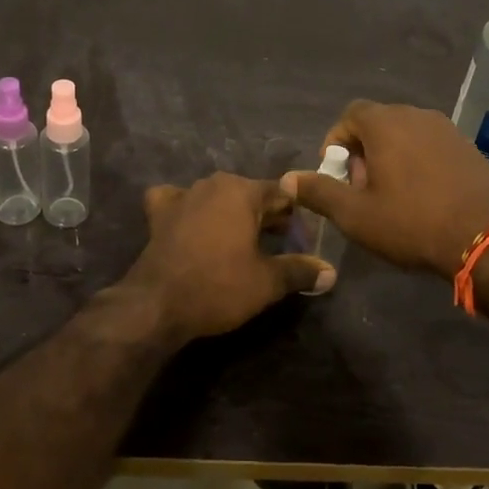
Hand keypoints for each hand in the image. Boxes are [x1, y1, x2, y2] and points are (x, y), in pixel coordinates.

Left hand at [122, 173, 334, 342]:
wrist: (157, 304)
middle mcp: (212, 184)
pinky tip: (190, 224)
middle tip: (279, 246)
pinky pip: (178, 202)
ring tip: (241, 243)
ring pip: (217, 198)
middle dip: (266, 216)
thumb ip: (300, 271)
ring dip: (231, 214)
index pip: (281, 194)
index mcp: (242, 191)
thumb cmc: (218, 286)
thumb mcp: (267, 282)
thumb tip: (331, 272)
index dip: (296, 217)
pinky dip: (187, 210)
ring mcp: (182, 196)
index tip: (303, 240)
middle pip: (250, 194)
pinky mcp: (158, 214)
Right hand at [281, 101, 488, 277]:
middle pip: (377, 123)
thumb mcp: (355, 215)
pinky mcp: (468, 147)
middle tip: (360, 189)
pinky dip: (416, 161)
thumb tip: (288, 180)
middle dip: (361, 151)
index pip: (349, 115)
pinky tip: (422, 196)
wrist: (487, 238)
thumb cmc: (412, 222)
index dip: (335, 141)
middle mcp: (416, 115)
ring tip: (390, 195)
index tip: (335, 174)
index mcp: (385, 123)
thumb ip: (319, 192)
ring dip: (389, 156)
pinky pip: (430, 145)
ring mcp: (446, 129)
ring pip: (405, 134)